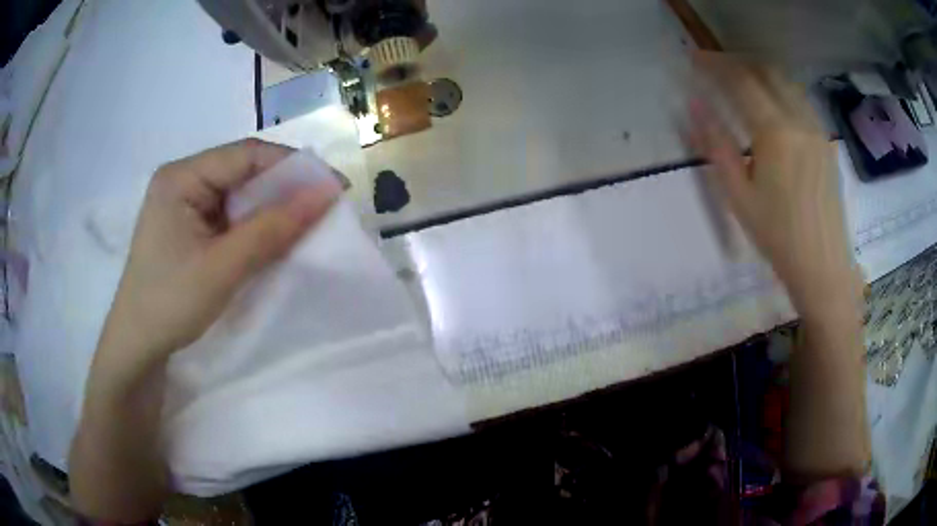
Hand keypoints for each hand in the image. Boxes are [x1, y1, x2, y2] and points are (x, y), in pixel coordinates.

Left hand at [97, 138, 338, 383]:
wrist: (137, 346)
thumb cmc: (170, 303)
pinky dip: (254, 225)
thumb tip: (327, 192)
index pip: (246, 155)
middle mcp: (182, 180)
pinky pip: (229, 215)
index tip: (335, 187)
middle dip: (283, 188)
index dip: (293, 166)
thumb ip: (273, 228)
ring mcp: (183, 203)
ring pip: (238, 194)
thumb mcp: (223, 267)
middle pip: (242, 170)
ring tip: (304, 224)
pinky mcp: (188, 226)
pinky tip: (271, 238)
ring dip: (270, 208)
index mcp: (181, 177)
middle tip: (324, 208)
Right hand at [686, 53, 858, 313]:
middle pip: (765, 71)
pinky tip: (771, 103)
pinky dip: (779, 90)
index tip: (694, 59)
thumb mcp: (739, 196)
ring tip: (740, 79)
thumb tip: (693, 107)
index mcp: (776, 133)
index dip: (714, 65)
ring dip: (759, 73)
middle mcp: (799, 121)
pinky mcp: (825, 142)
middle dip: (737, 62)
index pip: (740, 81)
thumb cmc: (778, 236)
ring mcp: (817, 129)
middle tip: (716, 66)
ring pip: (786, 82)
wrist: (823, 265)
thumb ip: (716, 145)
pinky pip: (800, 101)